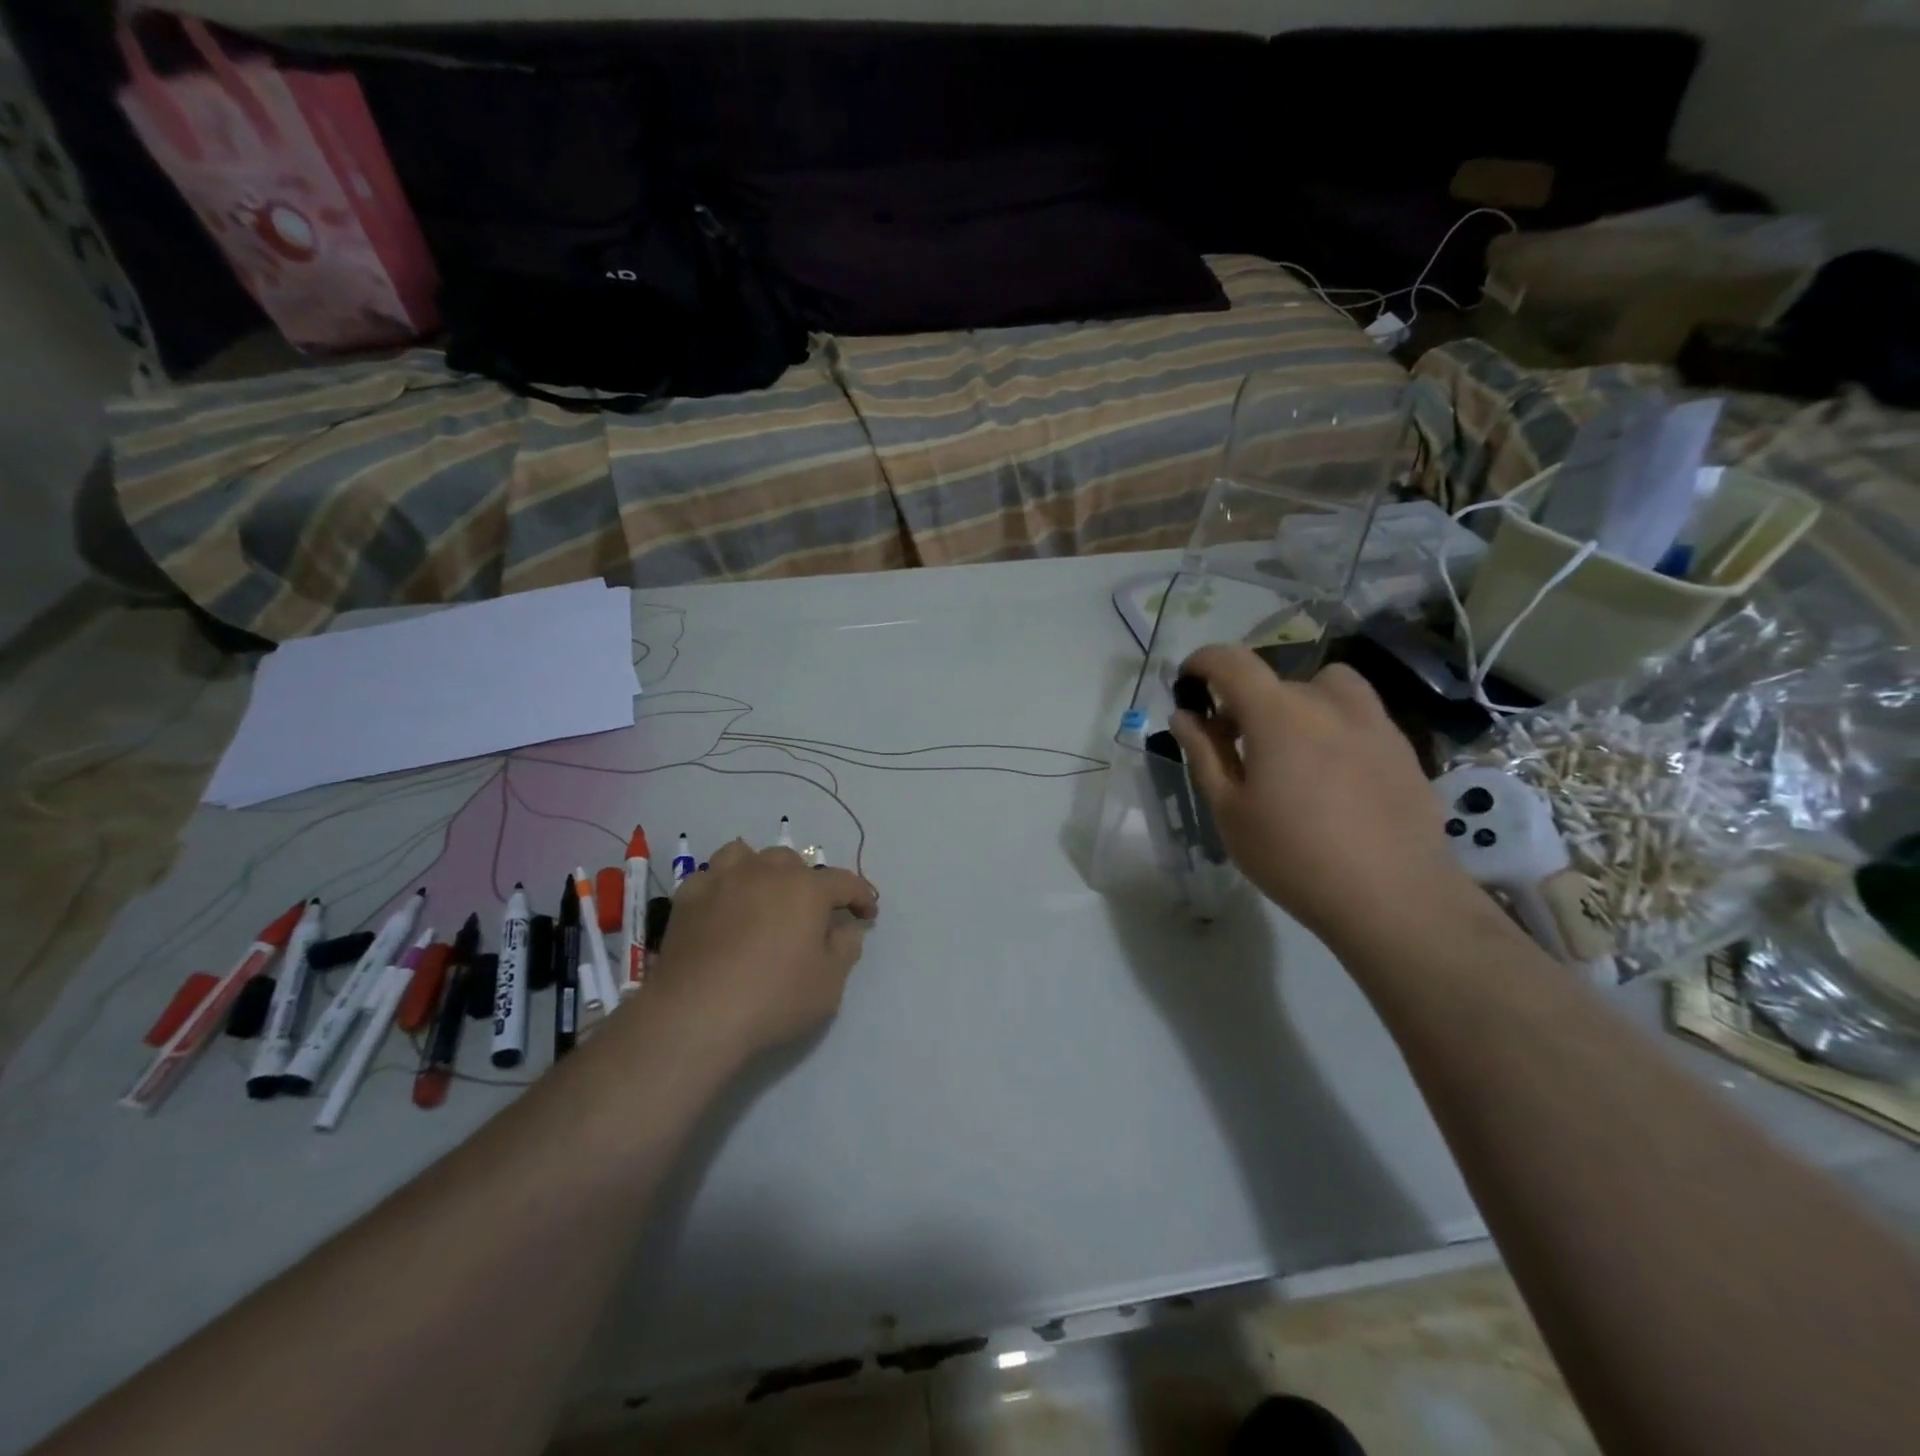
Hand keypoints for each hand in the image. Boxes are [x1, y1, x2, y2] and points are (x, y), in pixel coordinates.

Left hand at [649, 840, 878, 1060]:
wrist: (696, 1014)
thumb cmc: (773, 998)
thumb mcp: (829, 983)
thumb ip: (845, 948)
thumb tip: (846, 928)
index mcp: (807, 889)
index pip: (845, 882)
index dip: (861, 896)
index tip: (867, 914)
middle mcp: (766, 872)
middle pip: (793, 862)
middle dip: (807, 882)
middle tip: (809, 913)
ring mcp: (723, 880)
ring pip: (746, 855)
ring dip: (760, 871)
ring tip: (761, 895)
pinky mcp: (688, 897)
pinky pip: (710, 877)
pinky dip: (721, 887)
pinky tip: (721, 909)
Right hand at [1169, 646, 1470, 942]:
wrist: (1392, 897)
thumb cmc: (1293, 856)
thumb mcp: (1230, 809)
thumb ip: (1204, 754)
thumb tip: (1184, 716)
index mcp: (1278, 713)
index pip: (1231, 662)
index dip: (1202, 662)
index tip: (1188, 684)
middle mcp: (1327, 702)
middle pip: (1275, 681)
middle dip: (1244, 703)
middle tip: (1233, 746)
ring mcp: (1373, 721)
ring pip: (1324, 688)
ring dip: (1297, 703)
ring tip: (1290, 747)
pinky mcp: (1402, 746)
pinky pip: (1358, 715)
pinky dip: (1333, 726)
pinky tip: (1332, 775)